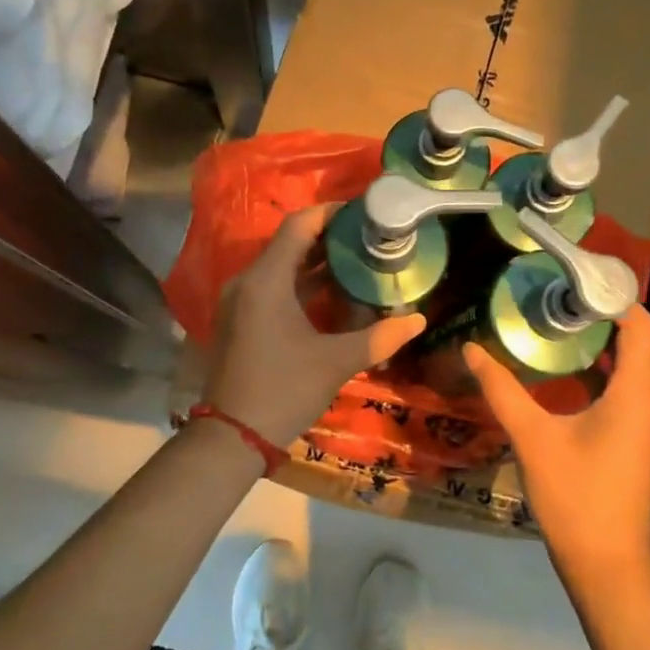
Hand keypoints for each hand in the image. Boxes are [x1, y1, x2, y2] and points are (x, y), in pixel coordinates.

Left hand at [203, 205, 426, 446]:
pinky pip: (271, 287)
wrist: (232, 437)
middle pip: (289, 244)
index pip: (298, 226)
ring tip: (357, 262)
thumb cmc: (283, 390)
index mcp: (266, 281)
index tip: (363, 212)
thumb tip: (417, 320)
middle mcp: (246, 281)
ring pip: (280, 267)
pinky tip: (330, 294)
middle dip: (328, 239)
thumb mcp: (335, 362)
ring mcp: (238, 301)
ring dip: (315, 263)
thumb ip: (379, 338)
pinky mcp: (238, 319)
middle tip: (368, 238)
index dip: (331, 213)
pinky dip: (299, 284)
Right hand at [464, 305, 649, 576]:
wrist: (606, 561)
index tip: (577, 285)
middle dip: (600, 320)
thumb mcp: (531, 436)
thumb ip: (501, 388)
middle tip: (554, 304)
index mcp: (637, 394)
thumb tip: (471, 348)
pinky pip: (629, 393)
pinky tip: (566, 380)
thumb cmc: (573, 494)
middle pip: (638, 345)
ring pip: (633, 371)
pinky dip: (604, 376)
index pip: (642, 327)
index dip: (616, 299)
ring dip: (600, 349)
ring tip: (555, 333)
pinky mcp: (642, 443)